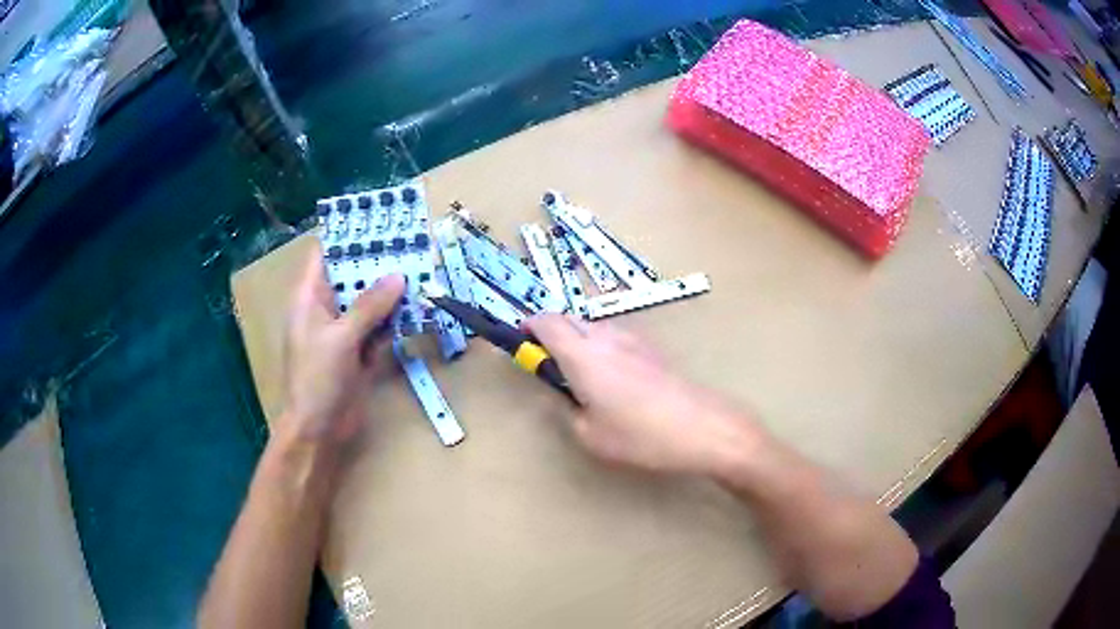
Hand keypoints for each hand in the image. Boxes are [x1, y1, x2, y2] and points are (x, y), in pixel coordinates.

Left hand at [281, 243, 404, 446]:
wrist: (319, 430)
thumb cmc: (318, 378)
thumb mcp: (341, 338)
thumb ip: (369, 307)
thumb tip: (398, 276)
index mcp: (309, 298)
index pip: (324, 255)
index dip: (347, 236)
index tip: (377, 222)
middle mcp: (325, 310)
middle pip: (352, 277)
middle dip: (377, 262)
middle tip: (409, 244)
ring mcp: (342, 332)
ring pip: (368, 302)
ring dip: (390, 292)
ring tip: (419, 270)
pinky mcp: (358, 352)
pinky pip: (377, 328)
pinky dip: (393, 320)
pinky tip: (414, 308)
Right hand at [524, 315, 762, 477]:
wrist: (700, 427)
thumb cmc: (639, 436)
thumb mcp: (589, 435)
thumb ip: (565, 408)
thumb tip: (560, 393)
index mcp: (582, 354)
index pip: (545, 322)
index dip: (528, 328)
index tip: (521, 344)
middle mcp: (605, 336)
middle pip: (568, 318)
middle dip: (551, 334)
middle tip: (550, 366)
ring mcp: (632, 338)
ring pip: (593, 326)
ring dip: (578, 340)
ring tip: (583, 378)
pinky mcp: (652, 348)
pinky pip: (615, 337)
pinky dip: (601, 348)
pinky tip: (614, 380)